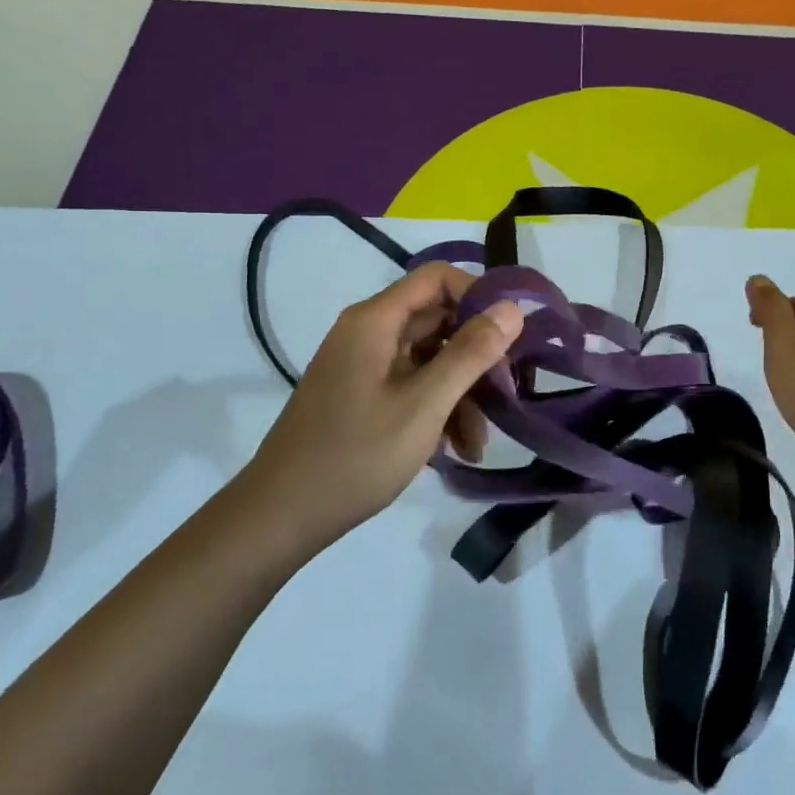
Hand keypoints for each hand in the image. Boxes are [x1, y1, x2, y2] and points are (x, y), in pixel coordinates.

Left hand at [243, 262, 523, 549]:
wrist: (281, 516)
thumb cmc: (356, 455)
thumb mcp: (424, 404)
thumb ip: (471, 353)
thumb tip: (513, 307)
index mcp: (375, 321)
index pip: (437, 278)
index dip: (478, 296)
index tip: (511, 335)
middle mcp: (368, 332)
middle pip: (438, 320)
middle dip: (477, 356)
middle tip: (507, 393)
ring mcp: (364, 365)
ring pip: (430, 358)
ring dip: (462, 393)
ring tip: (479, 442)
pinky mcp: (363, 395)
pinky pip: (413, 385)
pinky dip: (438, 409)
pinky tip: (456, 450)